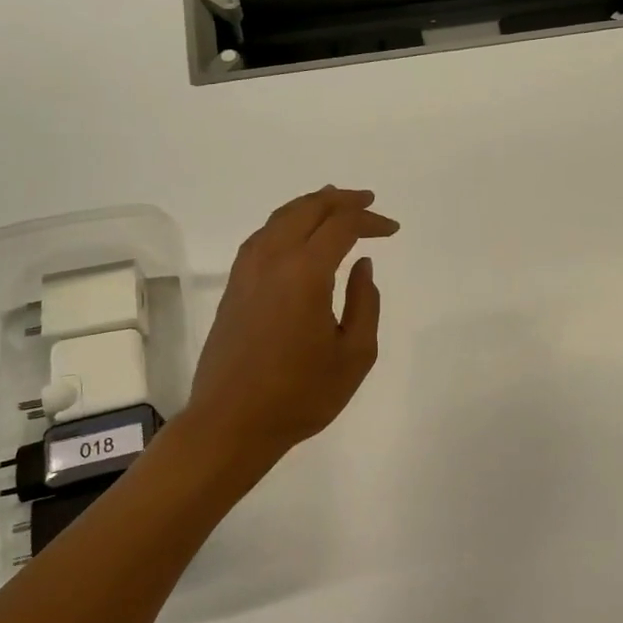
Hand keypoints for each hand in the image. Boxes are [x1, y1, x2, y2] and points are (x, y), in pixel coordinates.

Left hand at [186, 186, 399, 464]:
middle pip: (306, 209)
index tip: (392, 230)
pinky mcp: (233, 286)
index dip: (370, 220)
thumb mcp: (354, 355)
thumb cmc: (300, 395)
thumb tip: (362, 265)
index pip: (341, 226)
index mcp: (305, 273)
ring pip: (279, 218)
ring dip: (310, 206)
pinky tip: (297, 234)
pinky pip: (263, 236)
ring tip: (334, 205)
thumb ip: (365, 303)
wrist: (231, 423)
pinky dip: (286, 222)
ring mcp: (247, 271)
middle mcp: (272, 260)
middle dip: (340, 200)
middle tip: (367, 201)